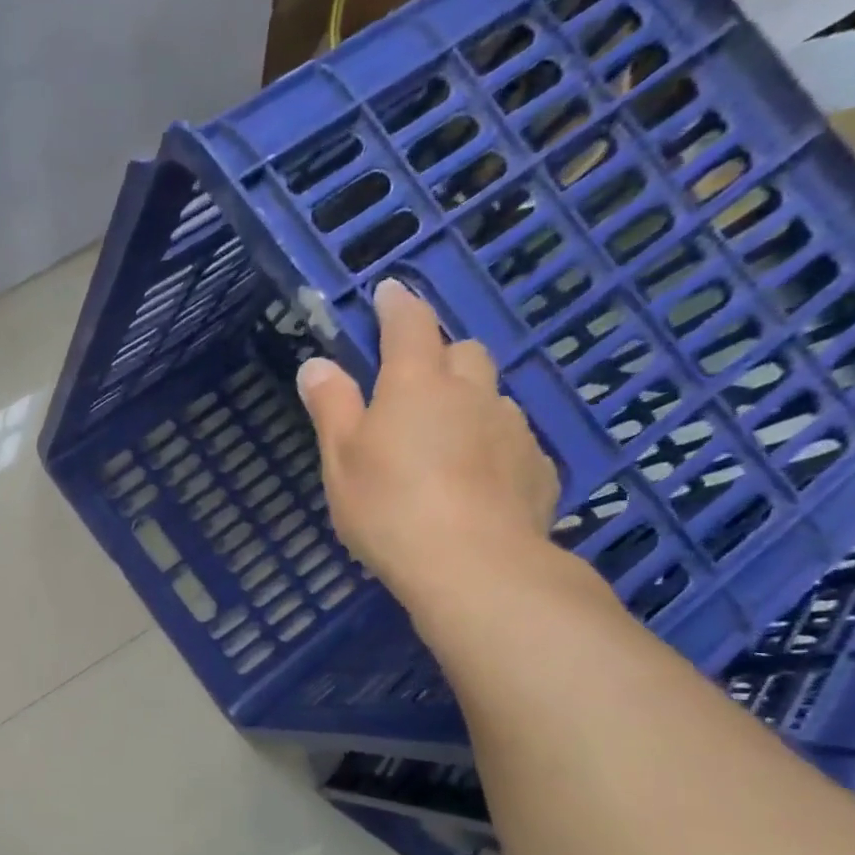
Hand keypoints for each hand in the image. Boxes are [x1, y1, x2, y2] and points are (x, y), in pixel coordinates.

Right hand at [296, 277, 560, 610]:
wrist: (473, 564)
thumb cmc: (389, 507)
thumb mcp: (341, 459)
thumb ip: (331, 407)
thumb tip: (316, 363)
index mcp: (415, 384)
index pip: (408, 325)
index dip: (397, 304)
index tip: (389, 290)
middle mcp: (472, 392)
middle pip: (462, 352)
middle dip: (439, 355)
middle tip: (414, 383)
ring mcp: (512, 428)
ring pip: (491, 396)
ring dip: (469, 403)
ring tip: (445, 441)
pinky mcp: (538, 467)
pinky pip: (512, 440)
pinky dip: (491, 445)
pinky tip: (476, 480)